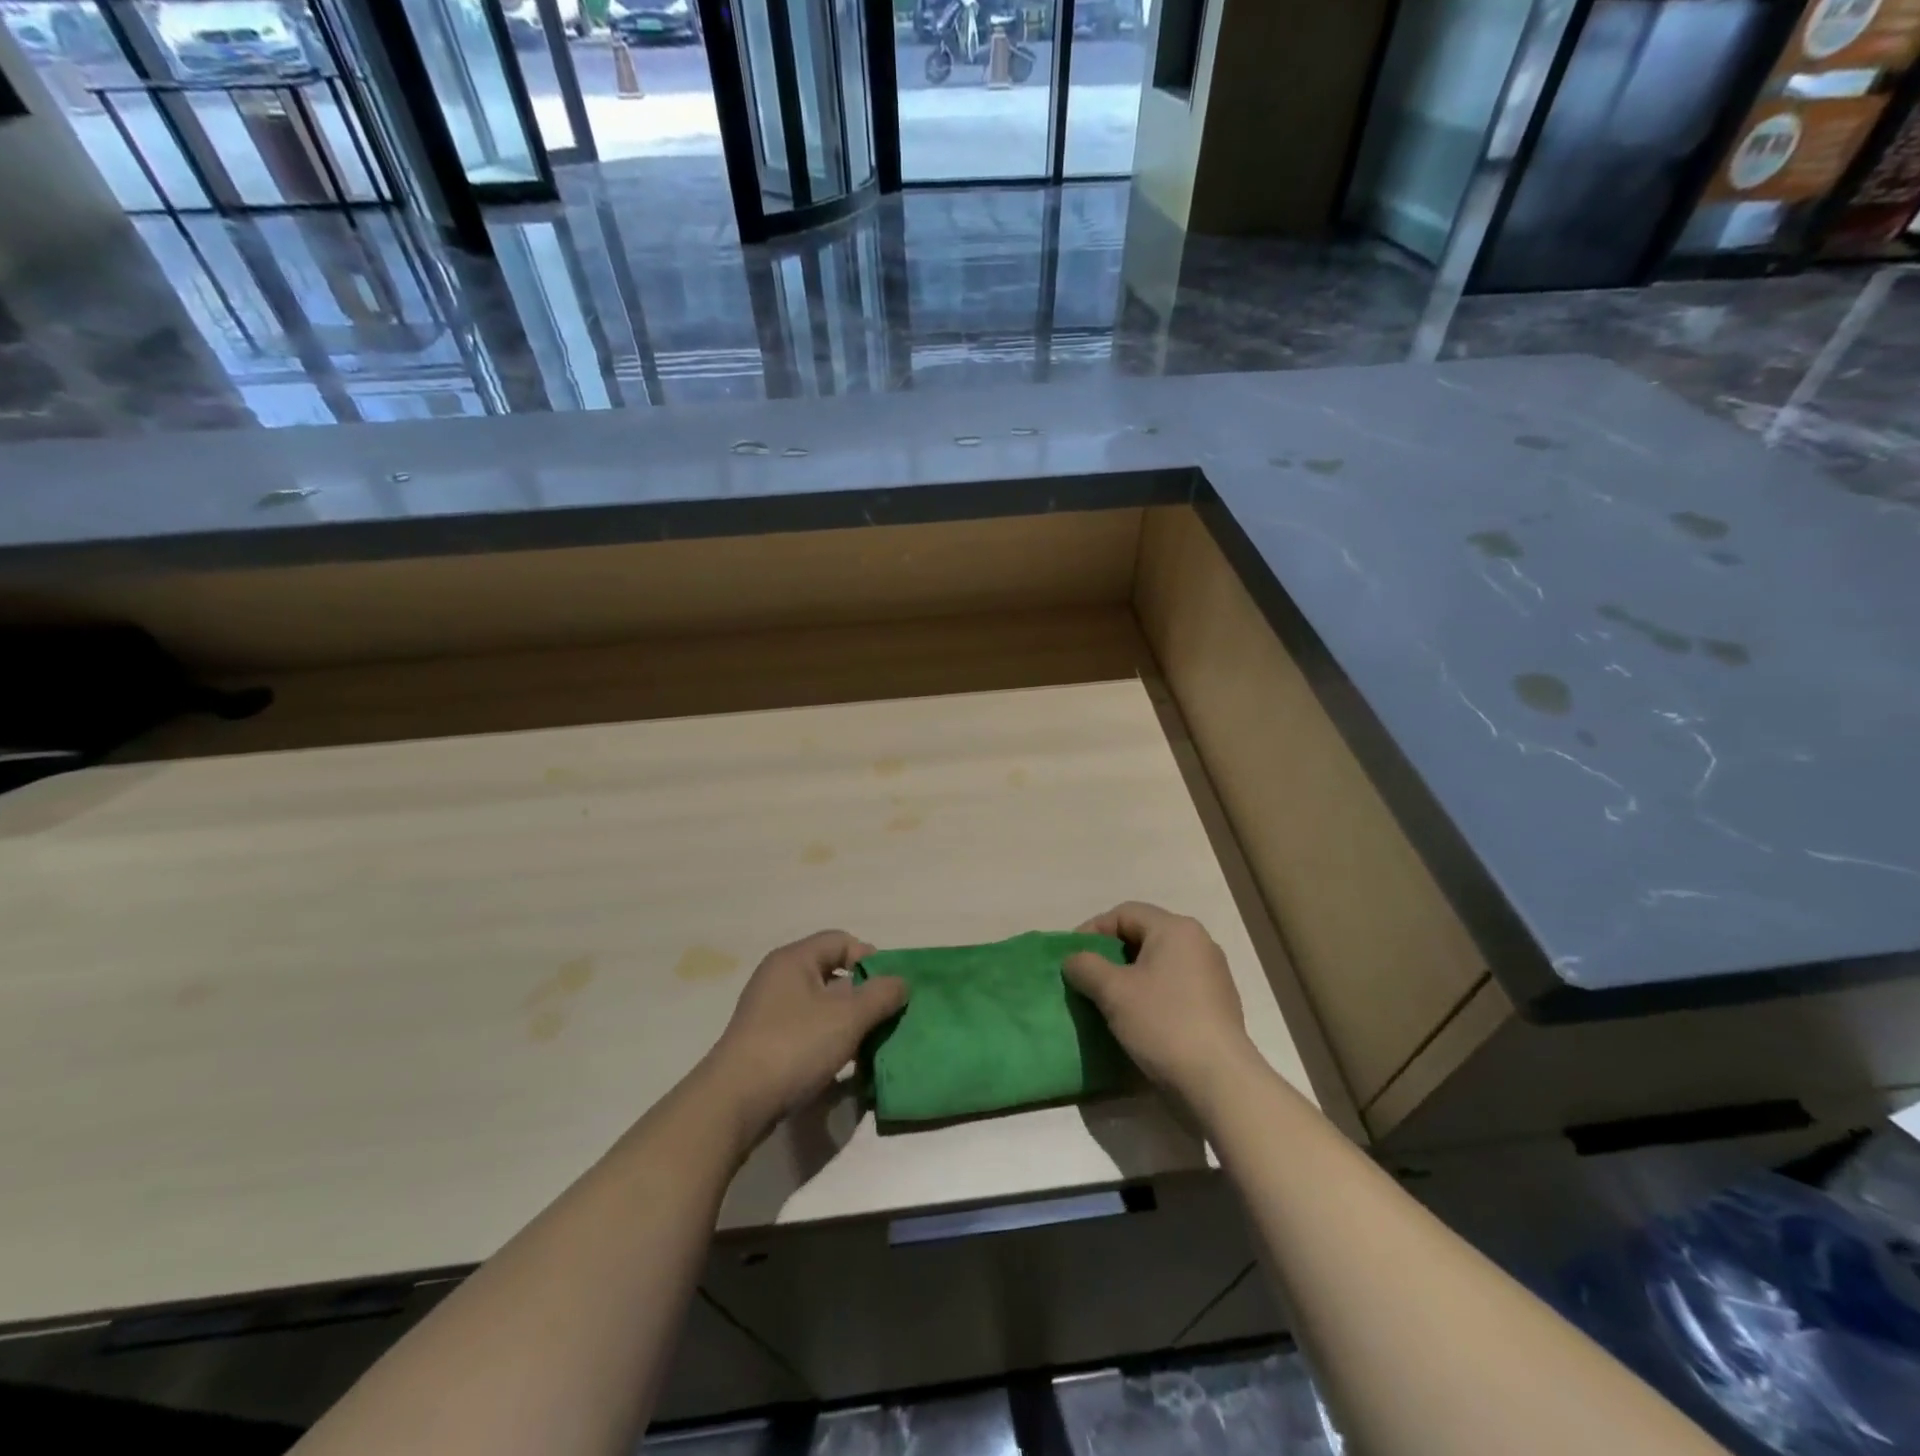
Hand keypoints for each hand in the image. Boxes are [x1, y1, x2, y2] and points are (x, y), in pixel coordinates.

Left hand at [701, 930, 906, 1150]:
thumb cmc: (794, 1046)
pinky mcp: (768, 1043)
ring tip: (872, 1044)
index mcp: (795, 960)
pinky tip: (847, 1065)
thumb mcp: (847, 1017)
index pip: (841, 940)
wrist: (734, 1103)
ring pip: (823, 1006)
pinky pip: (809, 1031)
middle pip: (833, 973)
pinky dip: (830, 1041)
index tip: (891, 988)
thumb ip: (880, 995)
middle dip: (864, 994)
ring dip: (850, 1022)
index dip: (871, 958)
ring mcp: (771, 1012)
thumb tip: (901, 982)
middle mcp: (780, 978)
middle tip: (887, 1017)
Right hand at [1063, 902, 1256, 1103]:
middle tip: (1086, 978)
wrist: (1219, 1082)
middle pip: (1143, 935)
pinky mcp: (1216, 1005)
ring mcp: (1212, 975)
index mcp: (1176, 929)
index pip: (1124, 913)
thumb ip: (1086, 966)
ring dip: (1129, 977)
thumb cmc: (1164, 1023)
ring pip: (1158, 963)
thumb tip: (1074, 960)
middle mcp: (1199, 943)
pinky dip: (1151, 994)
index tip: (1072, 957)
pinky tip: (1136, 1019)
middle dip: (1110, 955)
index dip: (1093, 930)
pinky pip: (1174, 987)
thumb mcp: (1113, 991)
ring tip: (1106, 1001)